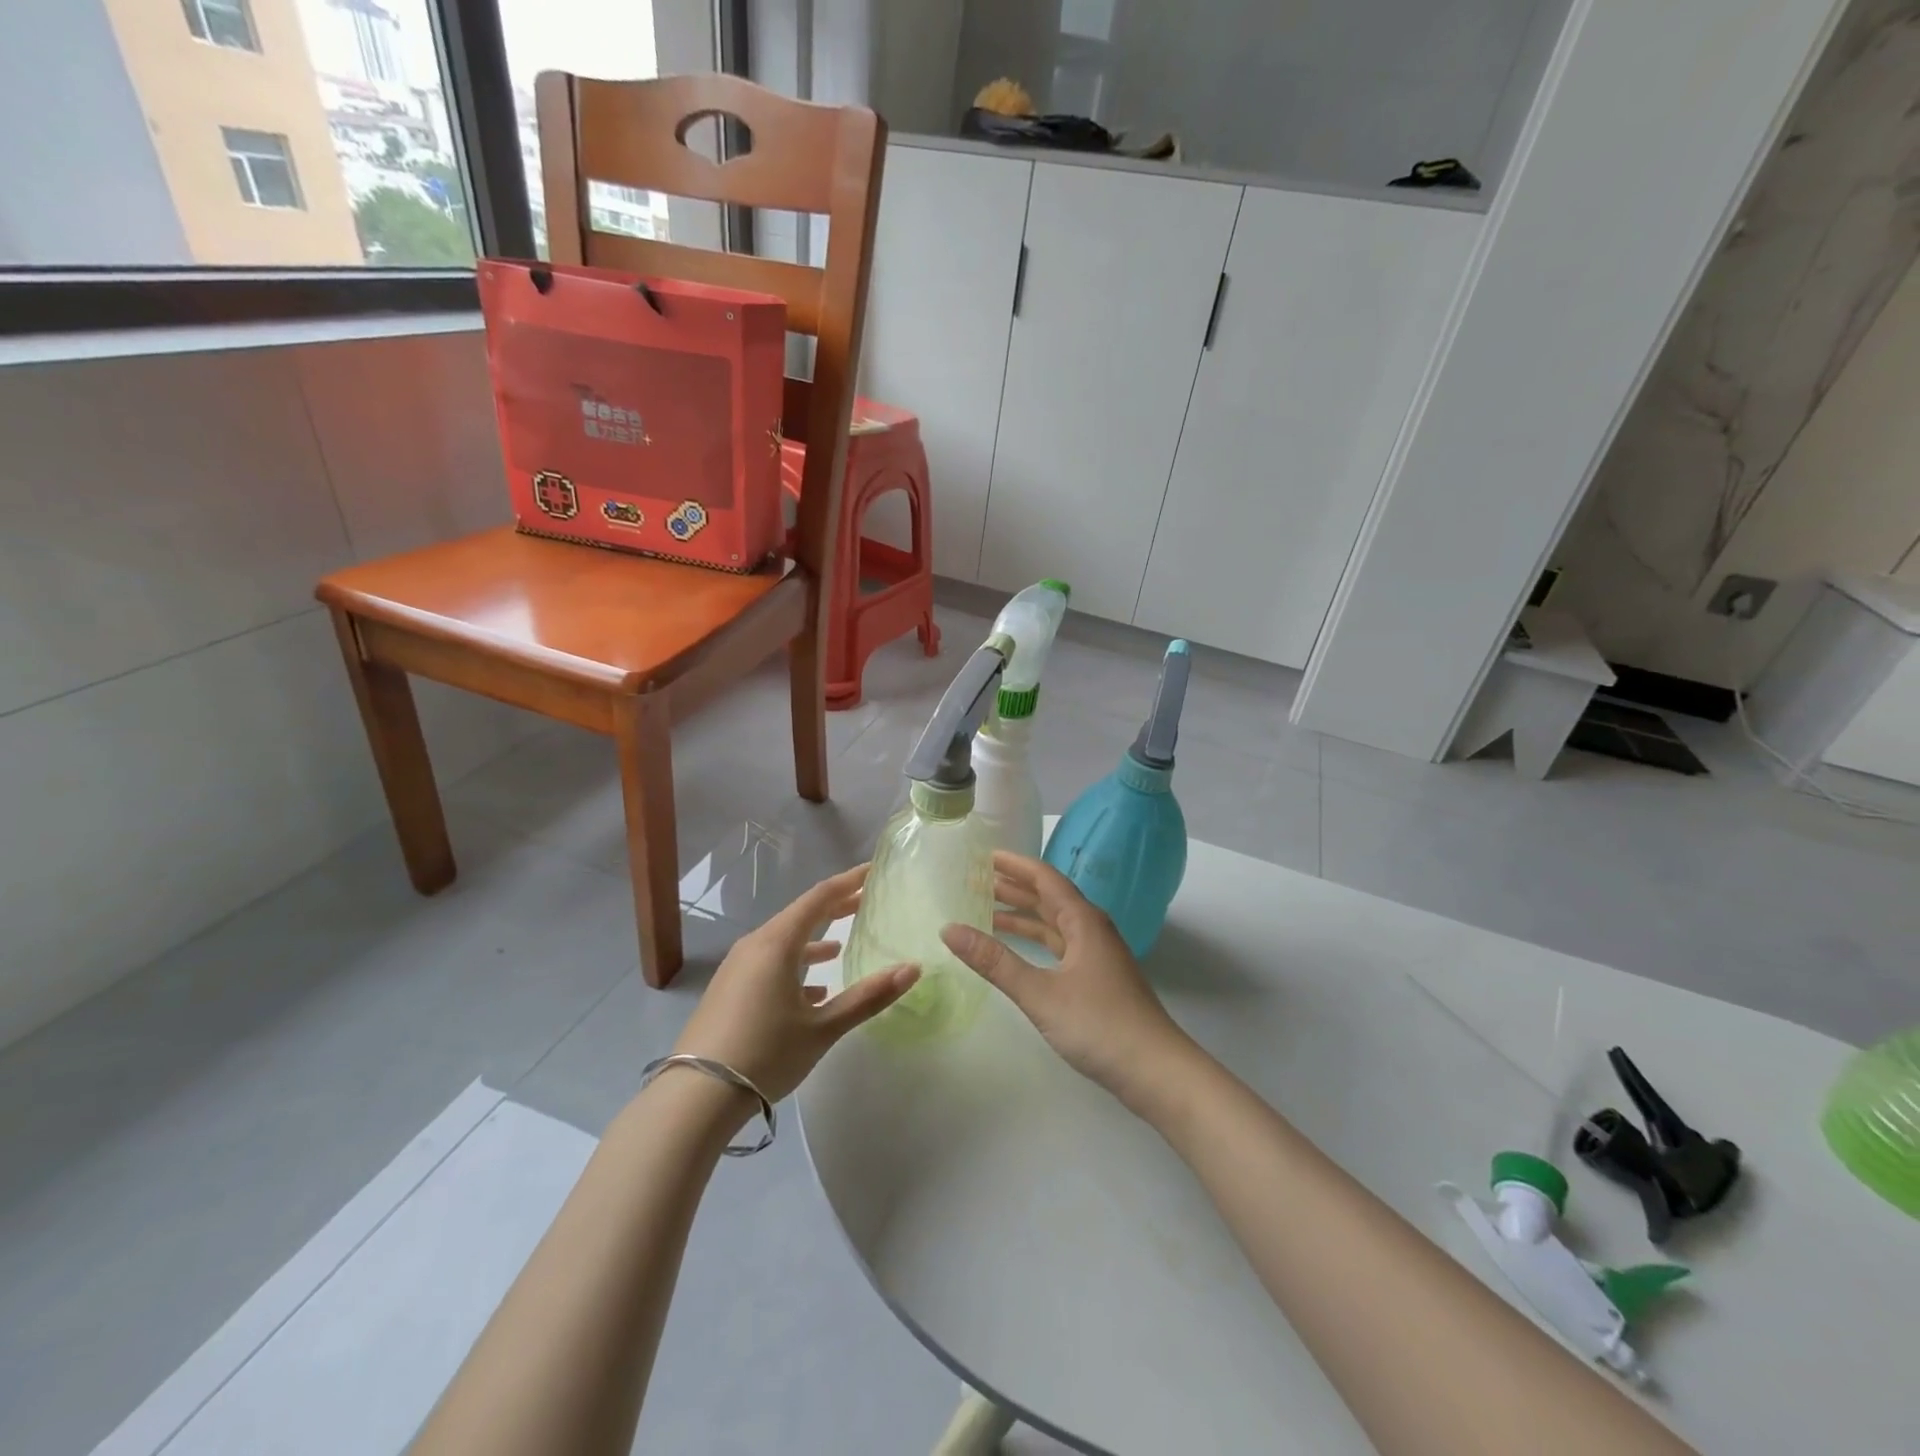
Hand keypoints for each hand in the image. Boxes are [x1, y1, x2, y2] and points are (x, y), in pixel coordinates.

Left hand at [674, 864, 918, 1104]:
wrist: (695, 1097)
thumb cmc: (765, 1053)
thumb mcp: (822, 1028)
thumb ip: (868, 997)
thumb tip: (912, 969)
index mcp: (777, 943)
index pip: (819, 898)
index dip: (848, 882)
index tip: (873, 872)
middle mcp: (755, 945)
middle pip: (800, 915)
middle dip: (834, 908)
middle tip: (865, 902)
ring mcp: (737, 968)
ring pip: (783, 941)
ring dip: (813, 940)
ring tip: (840, 946)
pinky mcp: (729, 990)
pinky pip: (768, 963)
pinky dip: (794, 965)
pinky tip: (813, 990)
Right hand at [940, 852, 1196, 1108]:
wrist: (1156, 1071)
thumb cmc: (1099, 1024)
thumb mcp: (1040, 993)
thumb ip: (995, 961)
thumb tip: (949, 929)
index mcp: (1083, 921)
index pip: (1045, 879)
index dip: (1014, 865)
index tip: (984, 855)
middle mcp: (1091, 930)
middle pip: (1048, 898)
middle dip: (1013, 888)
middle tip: (975, 880)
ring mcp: (1096, 955)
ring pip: (1054, 924)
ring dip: (1022, 916)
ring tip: (986, 911)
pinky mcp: (1097, 979)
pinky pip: (1059, 946)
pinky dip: (1035, 941)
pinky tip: (1017, 949)